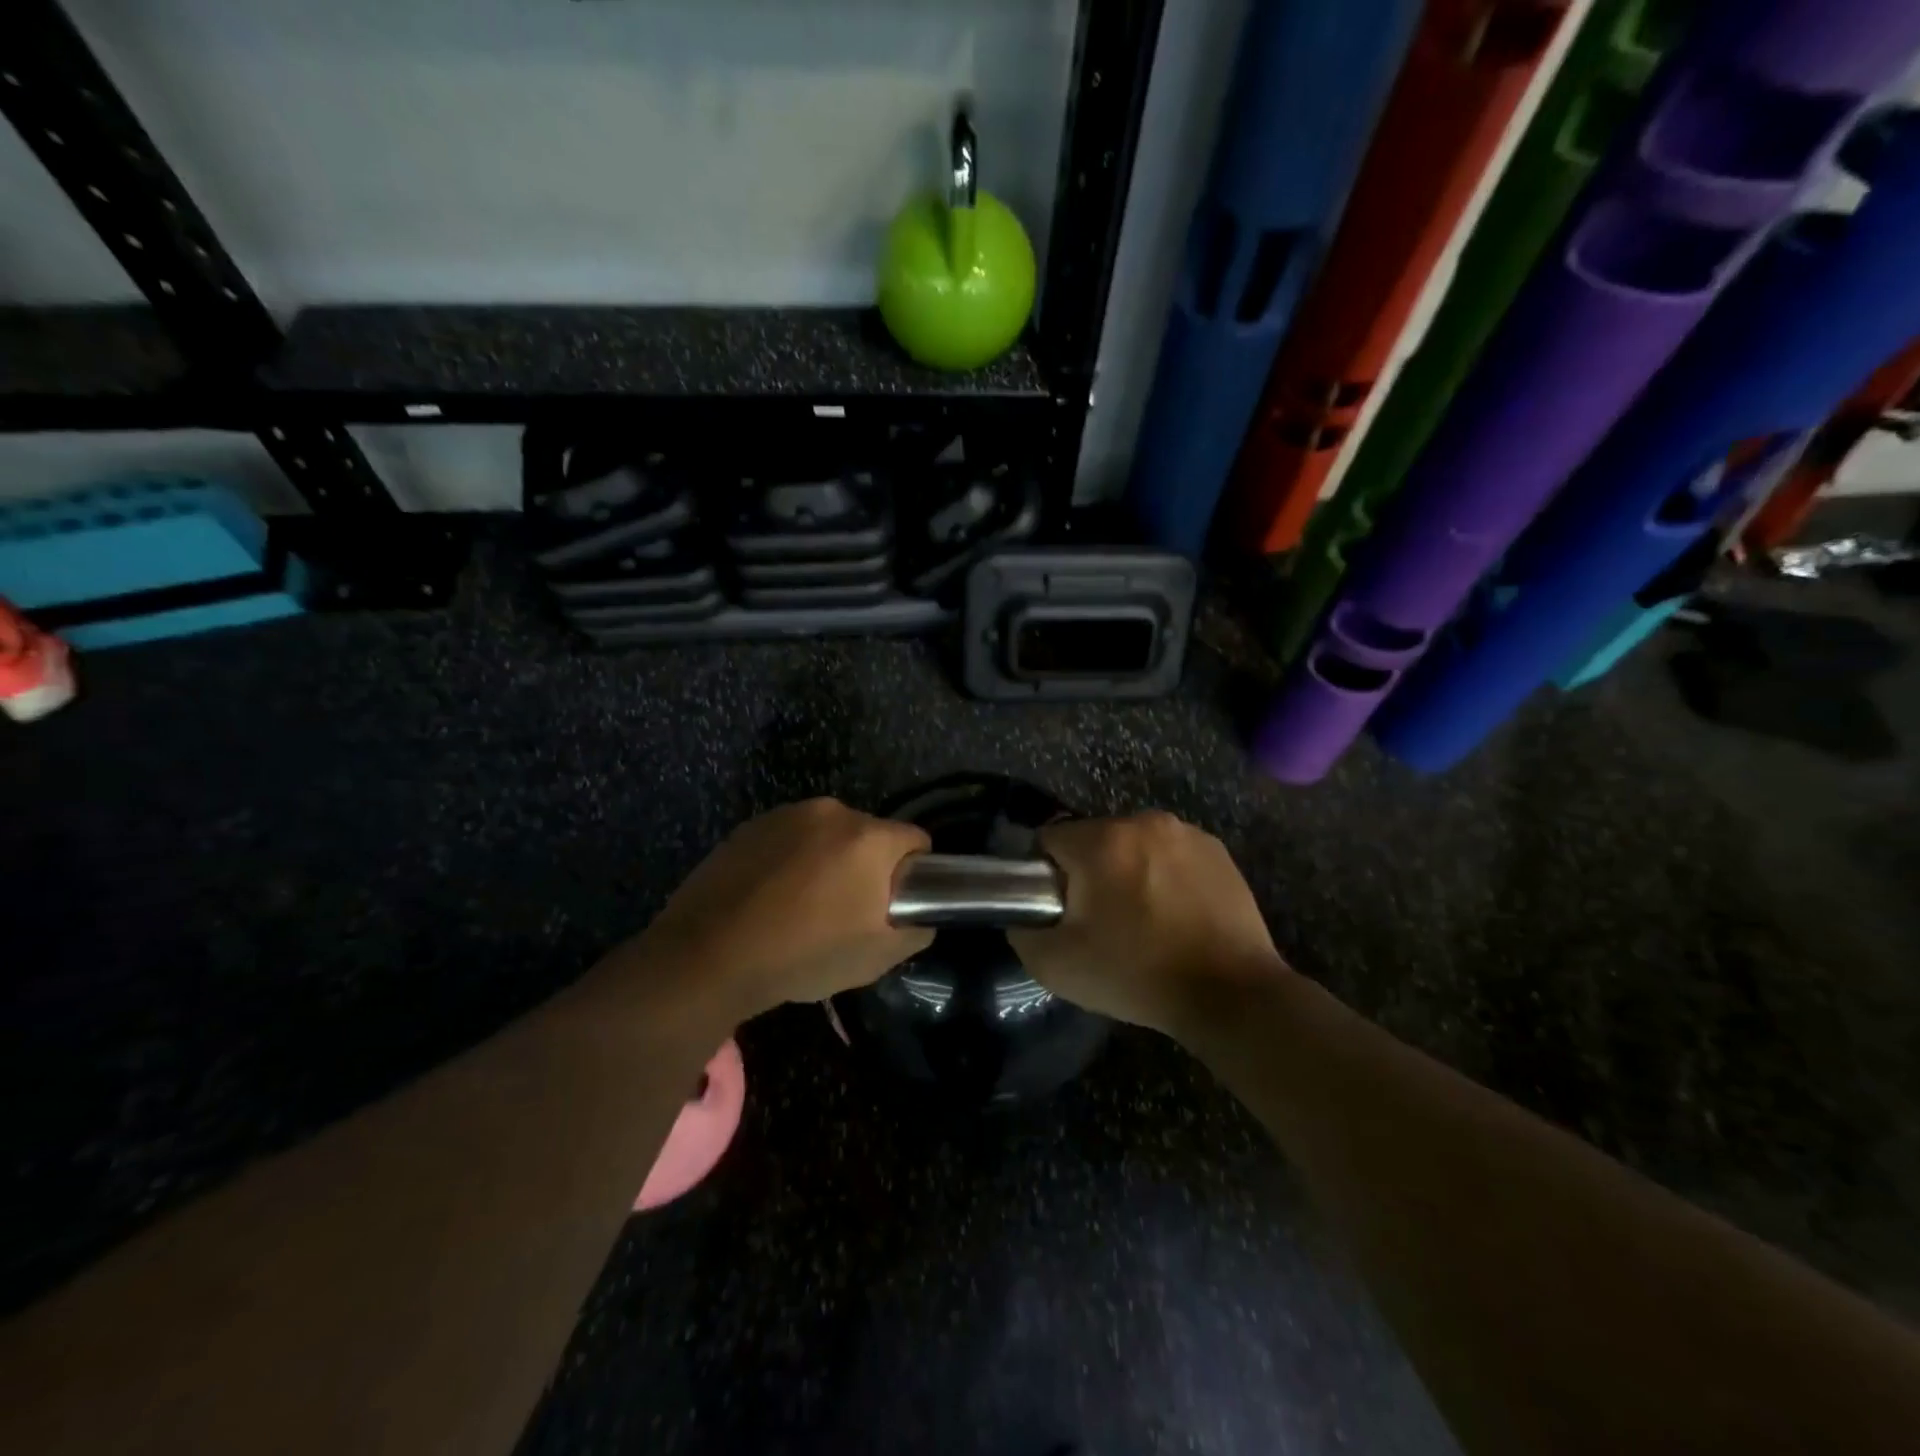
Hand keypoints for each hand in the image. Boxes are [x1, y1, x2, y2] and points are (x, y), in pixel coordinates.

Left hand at [635, 797, 932, 1021]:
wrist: (709, 956)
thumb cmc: (803, 955)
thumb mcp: (875, 958)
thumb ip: (915, 931)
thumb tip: (919, 917)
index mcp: (868, 838)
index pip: (916, 840)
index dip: (913, 872)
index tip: (894, 903)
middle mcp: (831, 812)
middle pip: (870, 834)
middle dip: (867, 866)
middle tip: (847, 911)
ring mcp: (787, 815)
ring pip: (828, 834)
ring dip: (828, 860)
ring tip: (803, 906)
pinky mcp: (751, 825)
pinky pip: (790, 837)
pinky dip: (792, 859)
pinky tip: (771, 897)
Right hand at [1009, 812, 1290, 1036]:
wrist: (1231, 994)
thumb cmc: (1138, 975)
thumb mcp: (1057, 965)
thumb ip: (1022, 930)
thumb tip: (1023, 913)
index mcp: (1102, 841)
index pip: (1049, 840)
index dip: (1046, 876)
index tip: (1062, 911)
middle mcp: (1143, 821)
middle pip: (1093, 839)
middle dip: (1089, 872)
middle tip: (1101, 922)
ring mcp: (1186, 833)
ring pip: (1132, 845)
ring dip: (1127, 871)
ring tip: (1143, 920)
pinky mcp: (1217, 850)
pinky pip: (1169, 854)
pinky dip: (1164, 874)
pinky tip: (1176, 914)